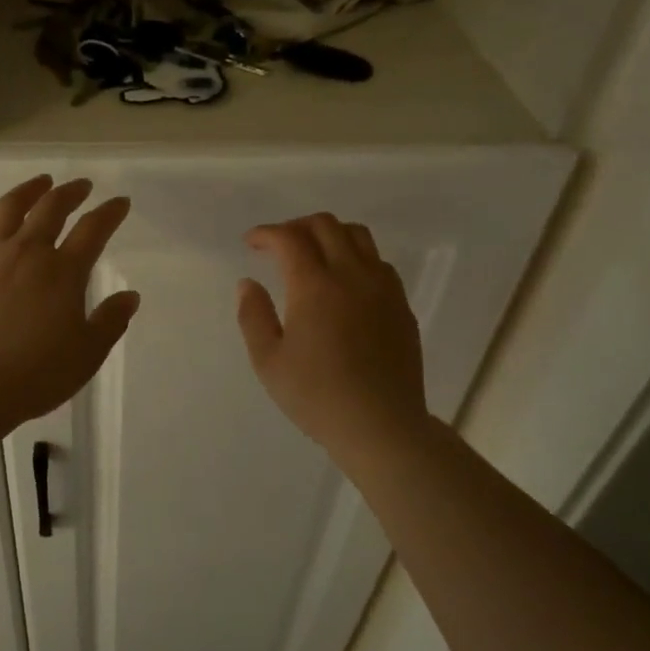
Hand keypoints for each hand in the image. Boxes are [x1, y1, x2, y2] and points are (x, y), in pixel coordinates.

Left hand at [0, 176, 139, 424]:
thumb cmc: (35, 374)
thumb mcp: (86, 354)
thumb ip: (110, 321)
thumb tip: (130, 295)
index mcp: (63, 272)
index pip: (93, 230)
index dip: (110, 213)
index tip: (120, 202)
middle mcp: (27, 252)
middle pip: (51, 209)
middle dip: (70, 192)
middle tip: (82, 186)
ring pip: (9, 209)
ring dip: (28, 191)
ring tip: (40, 182)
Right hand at [237, 214, 429, 465]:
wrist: (381, 425)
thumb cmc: (316, 396)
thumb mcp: (268, 361)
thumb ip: (253, 316)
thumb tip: (248, 283)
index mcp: (314, 286)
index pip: (289, 238)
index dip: (266, 234)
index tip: (251, 243)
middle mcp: (352, 275)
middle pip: (326, 225)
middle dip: (296, 226)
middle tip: (278, 245)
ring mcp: (382, 288)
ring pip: (358, 236)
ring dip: (329, 234)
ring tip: (313, 254)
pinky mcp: (401, 305)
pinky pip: (378, 262)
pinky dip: (356, 256)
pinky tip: (345, 282)